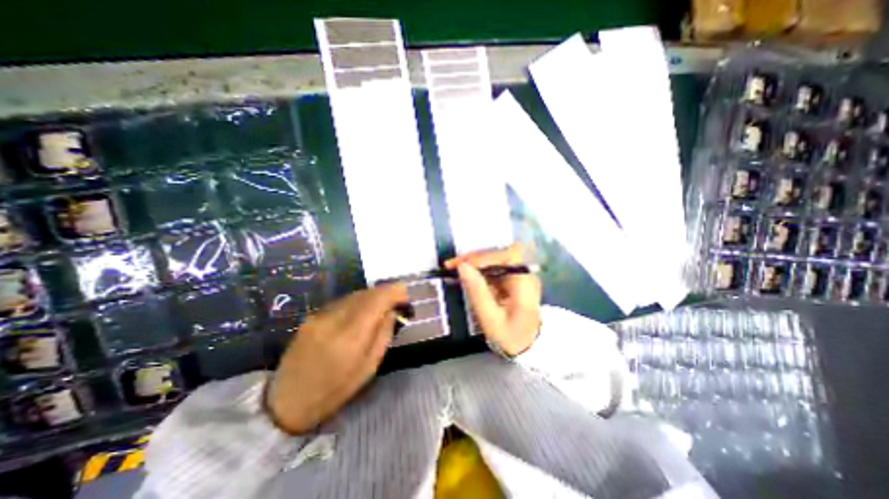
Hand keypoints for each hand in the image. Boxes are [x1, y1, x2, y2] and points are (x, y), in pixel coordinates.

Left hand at [265, 282, 406, 433]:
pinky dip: (356, 301)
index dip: (393, 291)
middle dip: (384, 292)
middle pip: (366, 293)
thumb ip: (383, 334)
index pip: (376, 300)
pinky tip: (360, 312)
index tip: (405, 293)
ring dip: (370, 296)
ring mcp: (319, 315)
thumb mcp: (369, 367)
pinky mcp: (312, 315)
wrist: (288, 400)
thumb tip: (392, 310)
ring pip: (354, 294)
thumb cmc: (335, 389)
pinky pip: (342, 301)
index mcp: (350, 337)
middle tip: (395, 300)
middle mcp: (333, 319)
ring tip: (380, 306)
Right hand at [444, 244, 541, 356]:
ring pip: (495, 258)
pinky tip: (468, 276)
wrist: (527, 347)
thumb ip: (477, 292)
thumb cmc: (511, 337)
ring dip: (474, 262)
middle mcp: (525, 273)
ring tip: (455, 269)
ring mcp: (520, 274)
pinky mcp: (513, 277)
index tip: (458, 265)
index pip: (504, 256)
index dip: (480, 257)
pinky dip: (479, 269)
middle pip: (499, 253)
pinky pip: (494, 266)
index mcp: (524, 282)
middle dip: (474, 258)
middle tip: (452, 265)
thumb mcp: (491, 319)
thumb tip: (463, 267)